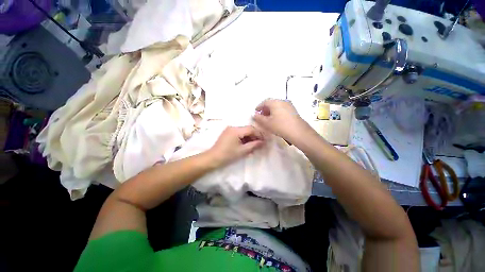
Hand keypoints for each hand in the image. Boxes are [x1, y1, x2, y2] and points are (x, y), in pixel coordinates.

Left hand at [207, 126, 264, 166]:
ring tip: (253, 147)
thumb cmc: (228, 155)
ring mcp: (229, 130)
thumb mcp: (242, 151)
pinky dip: (243, 139)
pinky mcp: (228, 133)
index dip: (259, 134)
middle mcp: (233, 127)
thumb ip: (254, 145)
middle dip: (254, 137)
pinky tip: (246, 146)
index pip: (251, 129)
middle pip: (247, 129)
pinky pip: (238, 134)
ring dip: (249, 138)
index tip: (264, 141)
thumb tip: (263, 142)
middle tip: (259, 145)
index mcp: (236, 130)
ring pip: (243, 132)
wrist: (213, 158)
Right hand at [253, 99, 307, 140]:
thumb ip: (259, 118)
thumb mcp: (267, 123)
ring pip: (277, 106)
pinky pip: (282, 108)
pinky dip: (277, 112)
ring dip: (271, 110)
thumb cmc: (280, 126)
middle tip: (261, 115)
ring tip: (268, 118)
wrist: (297, 131)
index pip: (264, 102)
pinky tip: (276, 119)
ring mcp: (289, 105)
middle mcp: (282, 101)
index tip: (256, 111)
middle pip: (271, 103)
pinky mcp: (293, 110)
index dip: (259, 106)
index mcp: (275, 102)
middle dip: (265, 108)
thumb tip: (254, 114)